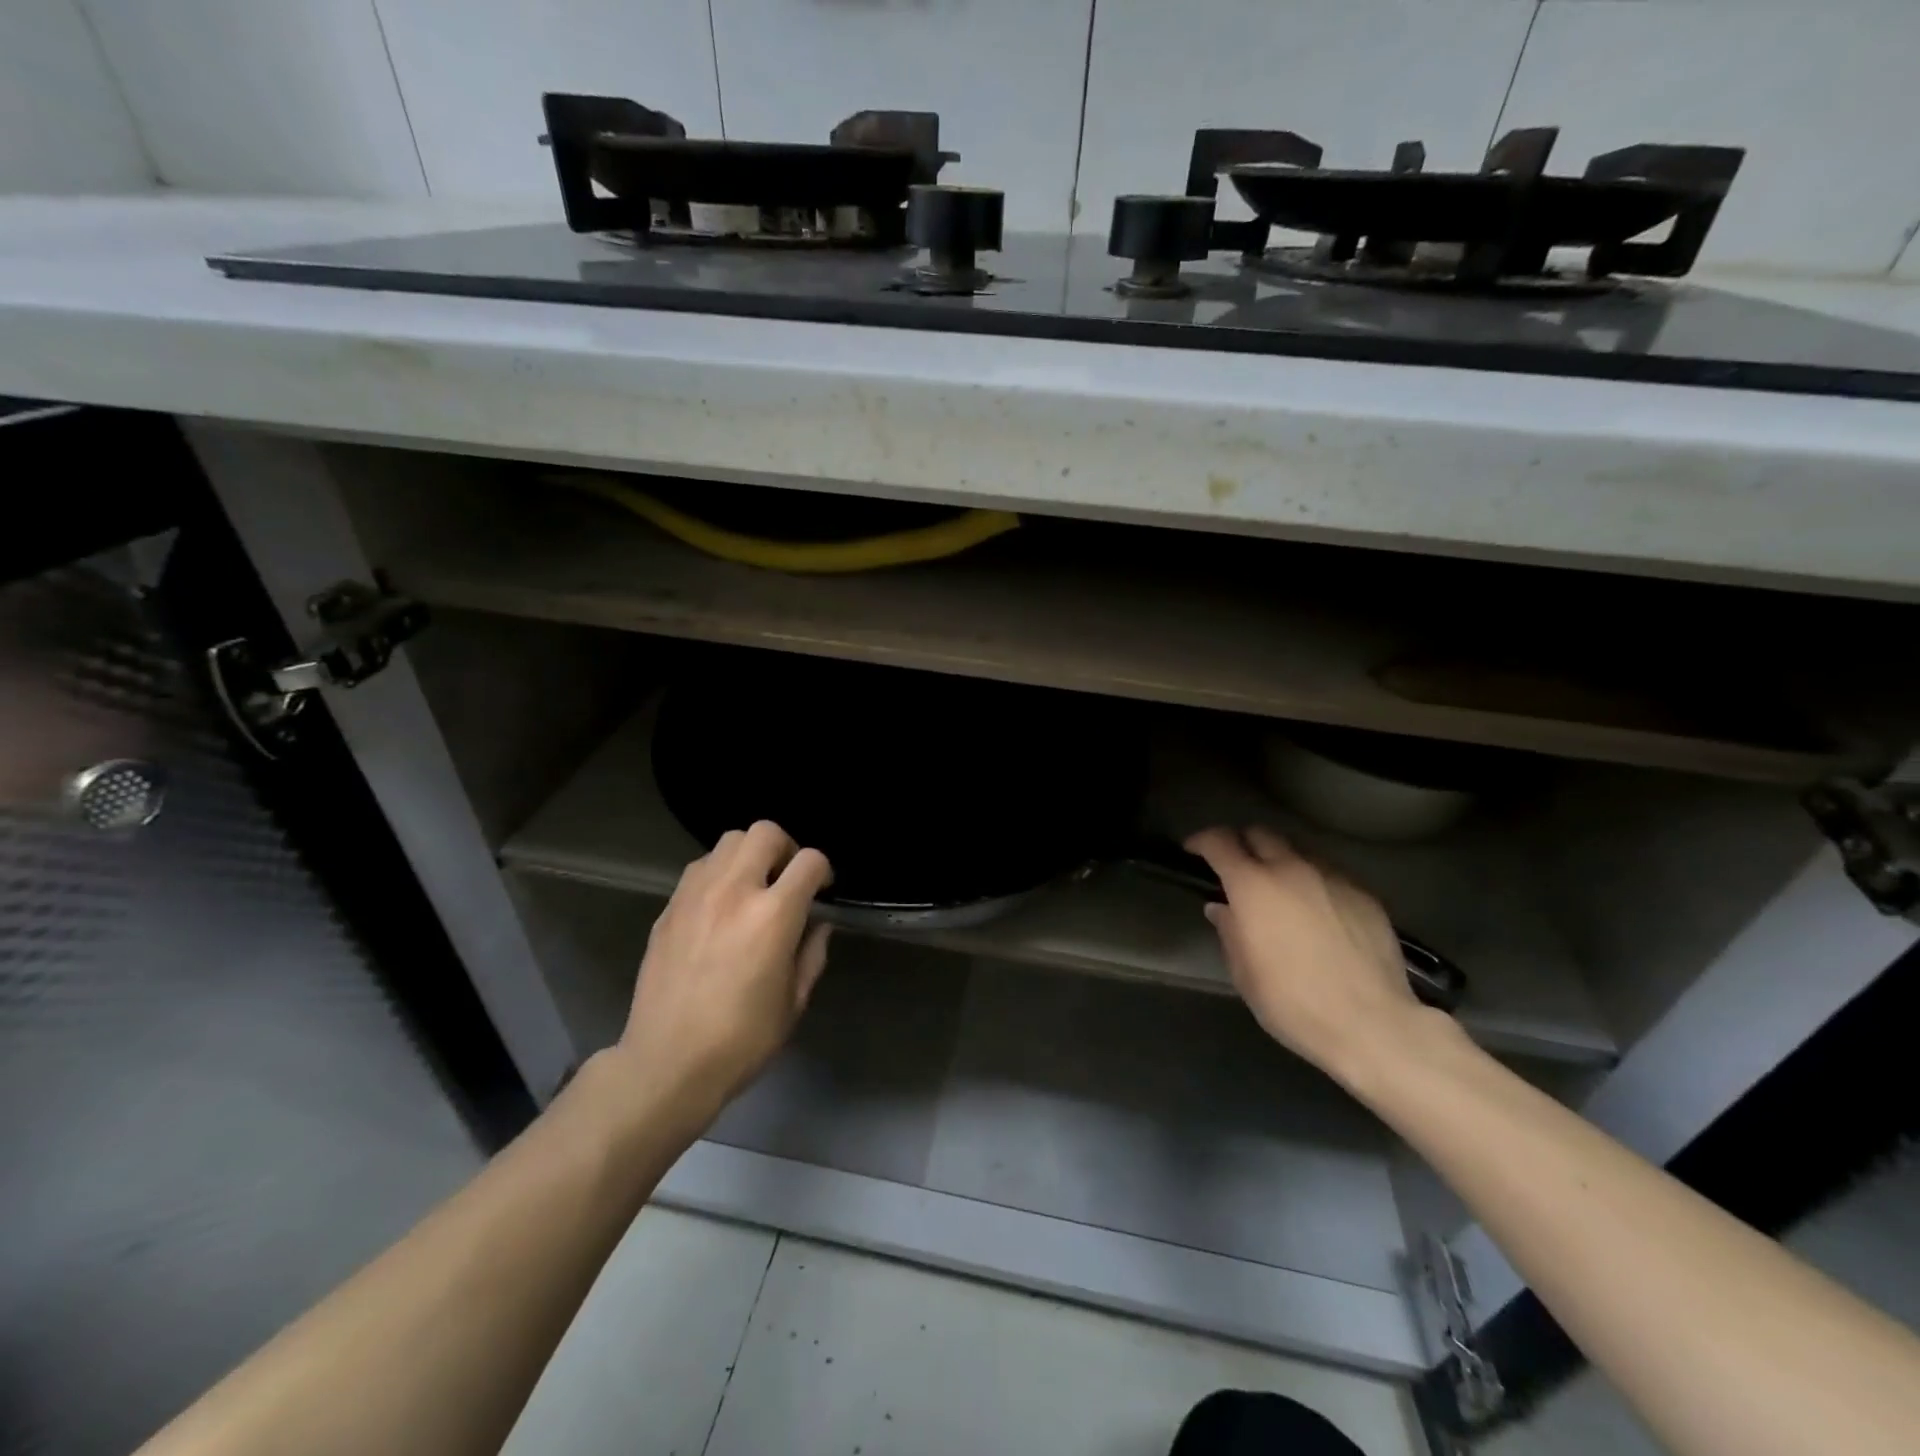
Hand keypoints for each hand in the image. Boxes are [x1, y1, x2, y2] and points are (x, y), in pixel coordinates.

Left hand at [613, 821, 832, 1116]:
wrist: (667, 1063)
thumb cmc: (742, 1039)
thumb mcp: (794, 1001)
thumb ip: (811, 953)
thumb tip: (817, 924)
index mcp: (773, 915)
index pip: (809, 861)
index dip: (823, 870)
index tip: (822, 890)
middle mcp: (734, 891)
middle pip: (765, 832)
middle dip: (786, 848)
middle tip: (787, 878)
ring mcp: (696, 895)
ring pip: (728, 841)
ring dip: (749, 855)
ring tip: (752, 886)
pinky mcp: (669, 908)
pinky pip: (700, 868)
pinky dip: (719, 873)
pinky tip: (720, 905)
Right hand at [1185, 825, 1432, 1078]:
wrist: (1373, 1024)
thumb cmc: (1293, 1003)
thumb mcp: (1244, 973)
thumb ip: (1229, 931)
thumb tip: (1223, 909)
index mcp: (1253, 886)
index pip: (1219, 842)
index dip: (1201, 841)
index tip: (1193, 851)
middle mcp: (1291, 869)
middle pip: (1260, 834)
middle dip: (1243, 843)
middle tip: (1237, 868)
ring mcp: (1332, 878)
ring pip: (1298, 850)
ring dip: (1281, 860)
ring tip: (1281, 888)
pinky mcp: (1364, 893)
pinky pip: (1329, 873)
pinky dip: (1313, 881)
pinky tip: (1318, 910)